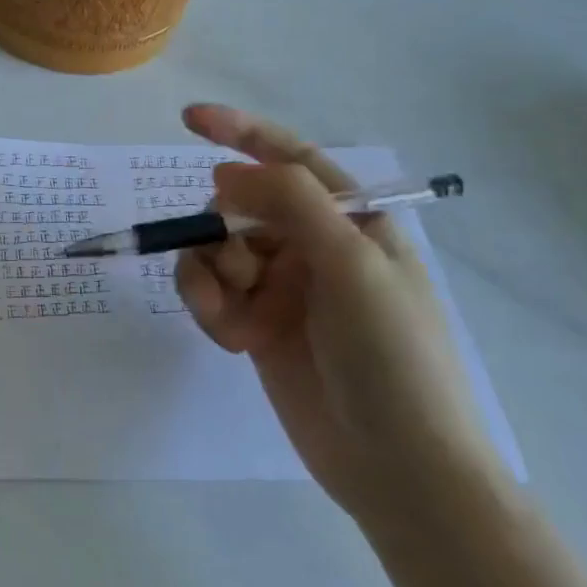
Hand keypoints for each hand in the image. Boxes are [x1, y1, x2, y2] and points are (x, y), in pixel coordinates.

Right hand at [175, 104, 510, 534]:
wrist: (397, 467)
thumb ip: (289, 202)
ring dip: (209, 275)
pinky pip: (209, 292)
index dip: (240, 132)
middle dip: (223, 231)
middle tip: (240, 270)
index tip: (189, 119)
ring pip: (214, 250)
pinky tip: (230, 338)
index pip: (290, 159)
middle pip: (238, 208)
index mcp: (351, 221)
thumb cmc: (392, 355)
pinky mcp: (255, 324)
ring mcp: (282, 287)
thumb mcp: (351, 263)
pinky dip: (208, 306)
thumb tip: (225, 173)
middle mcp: (313, 246)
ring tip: (232, 314)